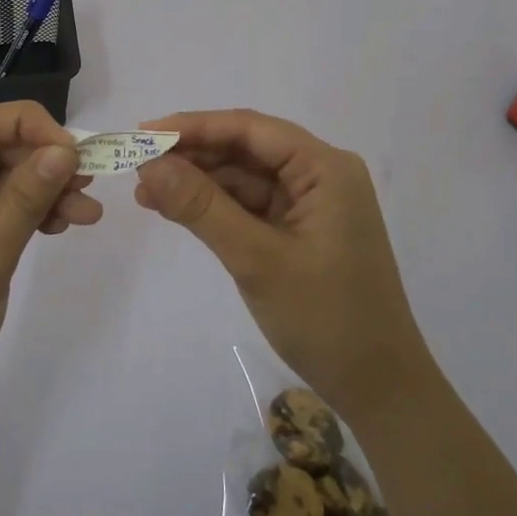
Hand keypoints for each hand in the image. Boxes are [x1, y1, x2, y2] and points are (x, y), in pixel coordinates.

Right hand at [134, 108, 430, 424]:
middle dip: (192, 155)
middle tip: (137, 164)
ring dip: (197, 182)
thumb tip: (149, 164)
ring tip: (145, 191)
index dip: (194, 126)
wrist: (379, 389)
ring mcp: (310, 203)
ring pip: (243, 177)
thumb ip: (202, 207)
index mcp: (325, 168)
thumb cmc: (326, 319)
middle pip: (246, 149)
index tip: (144, 132)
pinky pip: (249, 205)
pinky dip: (213, 207)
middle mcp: (320, 175)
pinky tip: (174, 209)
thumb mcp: (256, 259)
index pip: (250, 129)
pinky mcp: (299, 230)